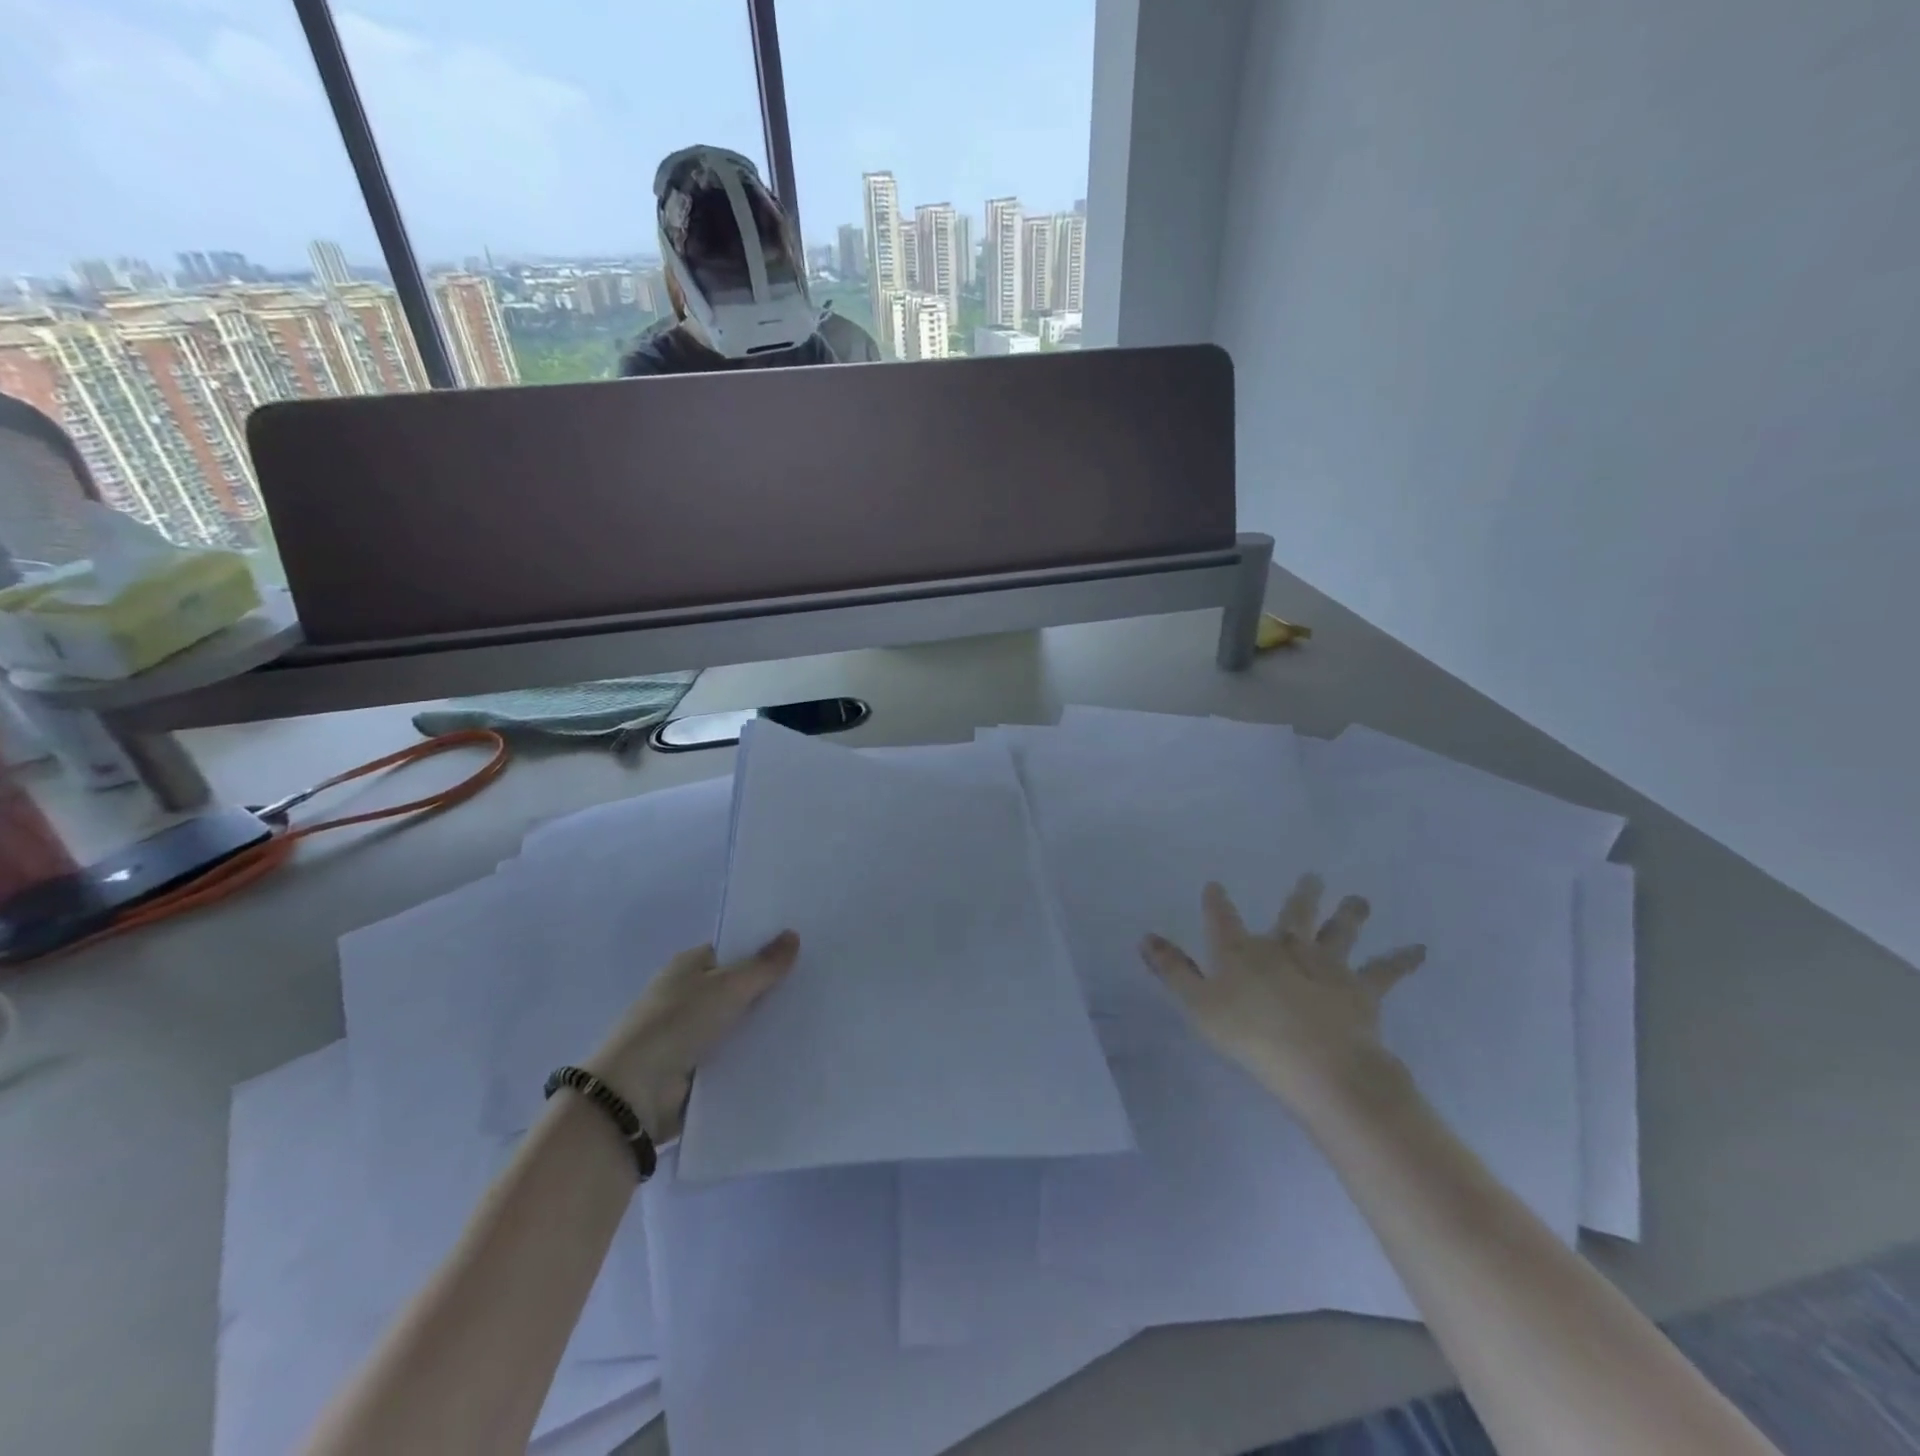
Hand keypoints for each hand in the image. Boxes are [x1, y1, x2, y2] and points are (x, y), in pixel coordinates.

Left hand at [584, 931, 798, 1142]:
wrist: (634, 1093)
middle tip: (816, 985)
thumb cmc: (677, 1023)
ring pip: (737, 1022)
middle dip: (769, 988)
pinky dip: (753, 1053)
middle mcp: (687, 995)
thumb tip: (793, 934)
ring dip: (763, 1024)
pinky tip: (788, 1051)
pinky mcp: (695, 1069)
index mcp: (688, 966)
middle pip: (737, 986)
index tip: (802, 952)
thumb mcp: (728, 987)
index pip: (732, 951)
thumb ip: (763, 965)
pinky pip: (733, 1054)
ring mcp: (690, 1033)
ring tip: (812, 1018)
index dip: (764, 950)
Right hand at [1140, 876, 1425, 1118]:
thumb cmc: (1249, 1036)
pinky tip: (1420, 949)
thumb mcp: (1198, 1005)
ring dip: (1348, 914)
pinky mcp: (1360, 989)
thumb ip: (1173, 971)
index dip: (1217, 902)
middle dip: (1300, 896)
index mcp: (1242, 951)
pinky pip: (1384, 971)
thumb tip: (1146, 937)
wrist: (1318, 1064)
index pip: (1223, 919)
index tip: (1216, 885)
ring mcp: (1326, 965)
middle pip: (1292, 915)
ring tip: (1359, 898)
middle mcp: (1284, 948)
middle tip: (1312, 876)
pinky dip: (1402, 960)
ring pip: (1338, 932)